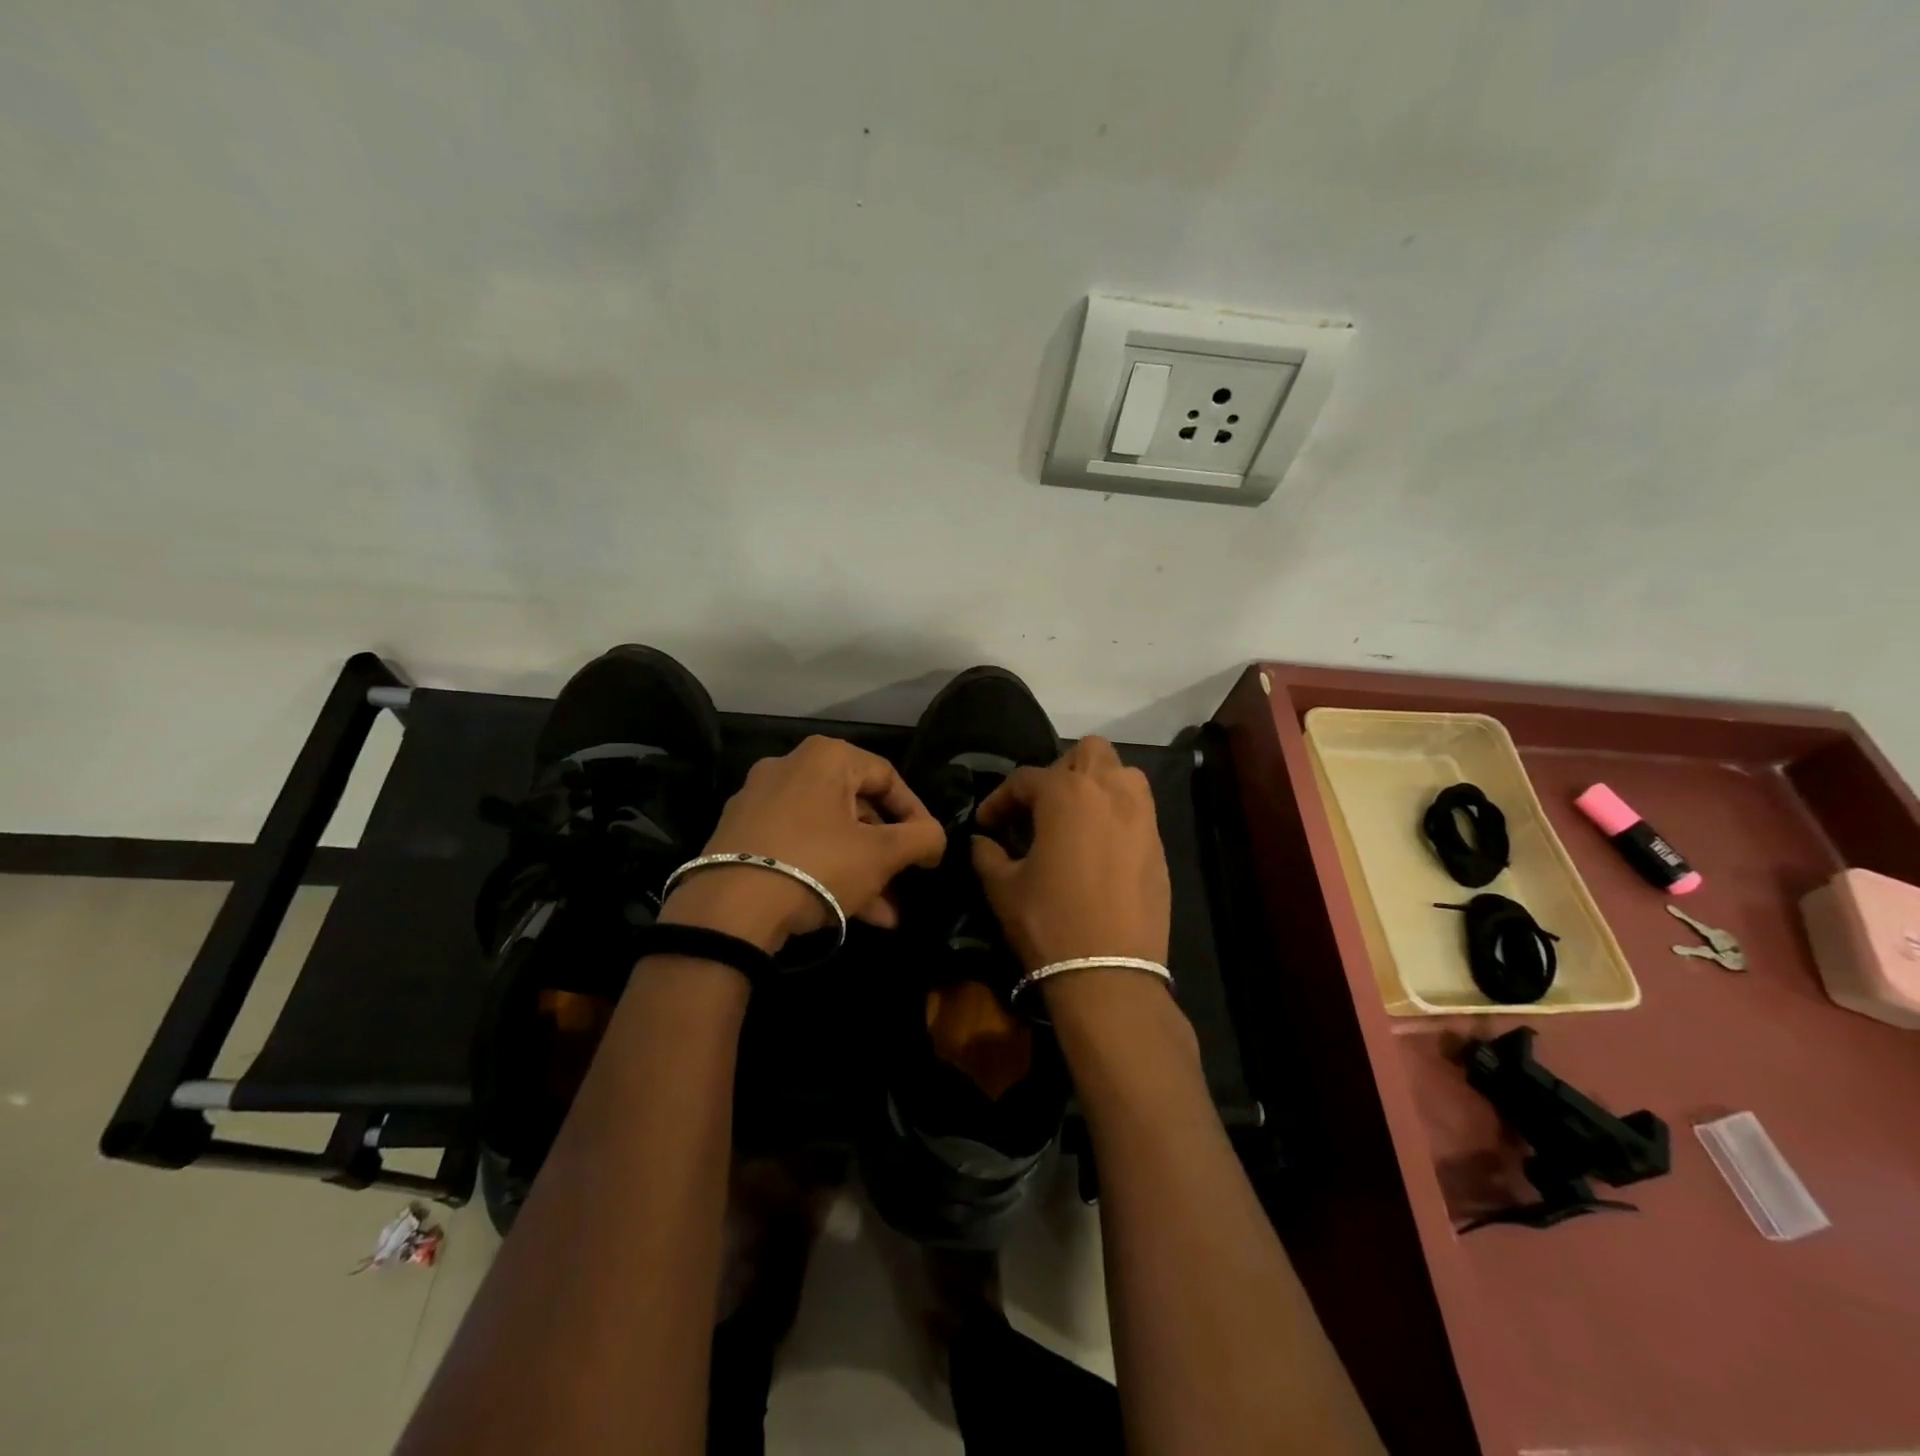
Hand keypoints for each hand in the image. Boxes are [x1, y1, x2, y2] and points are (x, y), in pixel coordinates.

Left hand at [660, 736, 946, 951]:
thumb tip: (935, 838)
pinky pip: (798, 845)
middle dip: (887, 853)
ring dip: (862, 870)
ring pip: (828, 832)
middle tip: (906, 883)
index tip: (930, 851)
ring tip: (886, 914)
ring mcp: (759, 801)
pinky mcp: (739, 834)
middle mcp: (790, 767)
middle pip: (857, 807)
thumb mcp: (881, 854)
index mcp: (826, 757)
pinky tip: (851, 912)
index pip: (888, 777)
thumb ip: (922, 839)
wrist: (728, 909)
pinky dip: (827, 871)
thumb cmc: (816, 865)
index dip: (917, 815)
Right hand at [970, 737, 1171, 970]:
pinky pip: (1137, 811)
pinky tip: (1099, 848)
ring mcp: (1142, 817)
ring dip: (1096, 785)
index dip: (999, 800)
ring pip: (1122, 774)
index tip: (986, 824)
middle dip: (1059, 771)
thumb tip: (981, 841)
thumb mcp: (1003, 887)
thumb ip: (987, 854)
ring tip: (1074, 819)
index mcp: (1066, 794)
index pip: (1025, 779)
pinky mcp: (1159, 845)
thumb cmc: (1048, 922)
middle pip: (1087, 752)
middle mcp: (1110, 791)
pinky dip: (1116, 815)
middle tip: (1039, 808)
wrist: (1109, 973)